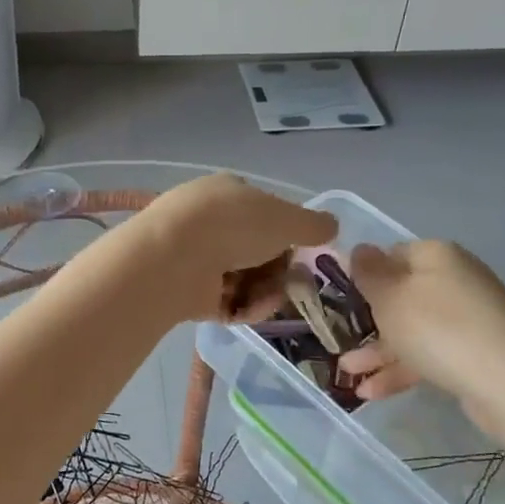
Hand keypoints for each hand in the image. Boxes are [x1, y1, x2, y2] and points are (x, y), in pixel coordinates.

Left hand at [135, 174, 337, 321]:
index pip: (266, 212)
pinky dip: (244, 308)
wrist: (172, 258)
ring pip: (246, 279)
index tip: (306, 253)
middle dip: (280, 270)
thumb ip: (313, 225)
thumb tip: (332, 226)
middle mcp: (210, 222)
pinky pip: (228, 302)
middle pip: (258, 250)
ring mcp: (197, 257)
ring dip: (266, 292)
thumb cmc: (233, 225)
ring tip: (272, 299)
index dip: (288, 234)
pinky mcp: (190, 292)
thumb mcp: (285, 219)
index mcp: (228, 193)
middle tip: (296, 283)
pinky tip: (251, 310)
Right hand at [338, 241, 504, 405]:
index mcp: (436, 255)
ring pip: (412, 329)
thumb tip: (360, 249)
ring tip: (346, 373)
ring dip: (378, 350)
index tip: (340, 298)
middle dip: (367, 319)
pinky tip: (370, 393)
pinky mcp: (476, 351)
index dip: (364, 274)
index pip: (392, 254)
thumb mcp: (389, 297)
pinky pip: (429, 353)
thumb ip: (368, 273)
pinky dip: (402, 369)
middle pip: (401, 294)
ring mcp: (469, 317)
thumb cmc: (438, 330)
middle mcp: (455, 279)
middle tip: (339, 337)